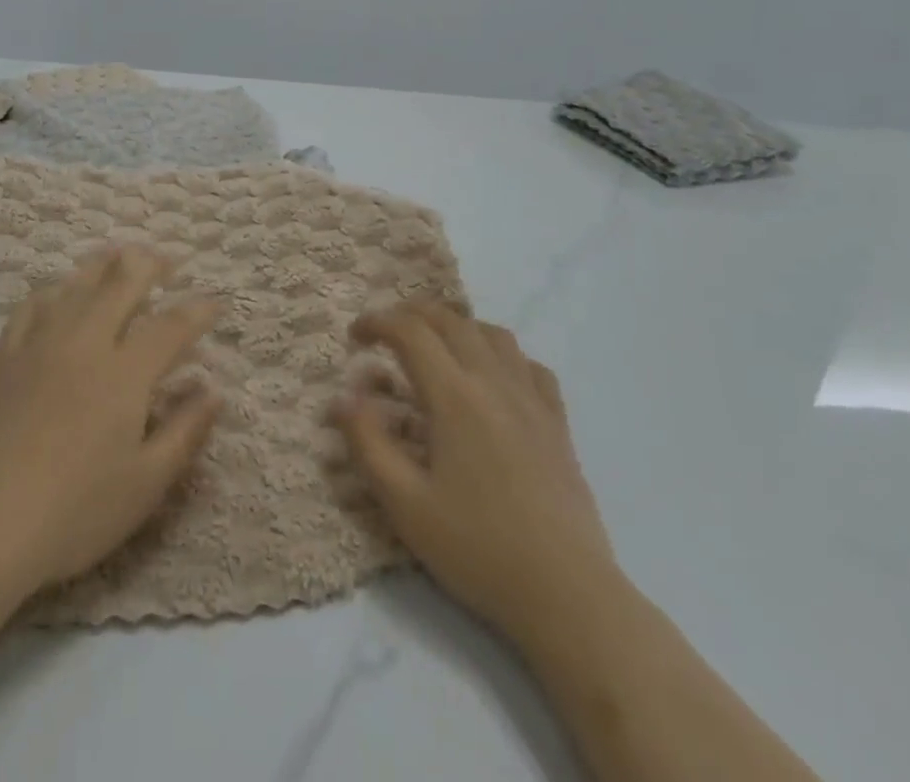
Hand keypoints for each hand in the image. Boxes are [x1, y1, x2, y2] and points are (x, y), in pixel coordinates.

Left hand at [0, 246, 222, 598]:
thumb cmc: (74, 513)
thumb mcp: (145, 485)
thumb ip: (185, 431)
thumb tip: (214, 390)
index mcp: (124, 373)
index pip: (170, 326)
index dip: (197, 310)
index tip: (215, 302)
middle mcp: (84, 342)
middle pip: (122, 282)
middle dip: (151, 264)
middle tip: (167, 261)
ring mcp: (39, 344)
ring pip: (77, 284)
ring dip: (105, 264)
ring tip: (120, 256)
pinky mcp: (4, 357)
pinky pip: (32, 305)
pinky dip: (54, 290)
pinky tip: (59, 293)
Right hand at [336, 303, 616, 631]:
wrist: (568, 595)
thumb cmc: (478, 548)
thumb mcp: (405, 504)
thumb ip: (367, 443)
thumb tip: (341, 397)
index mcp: (454, 396)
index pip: (411, 332)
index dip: (377, 322)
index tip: (354, 337)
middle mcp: (494, 382)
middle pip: (451, 320)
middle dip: (411, 314)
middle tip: (386, 331)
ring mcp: (532, 400)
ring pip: (493, 334)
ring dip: (457, 325)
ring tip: (436, 344)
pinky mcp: (558, 424)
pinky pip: (530, 366)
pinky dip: (502, 354)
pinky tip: (493, 376)